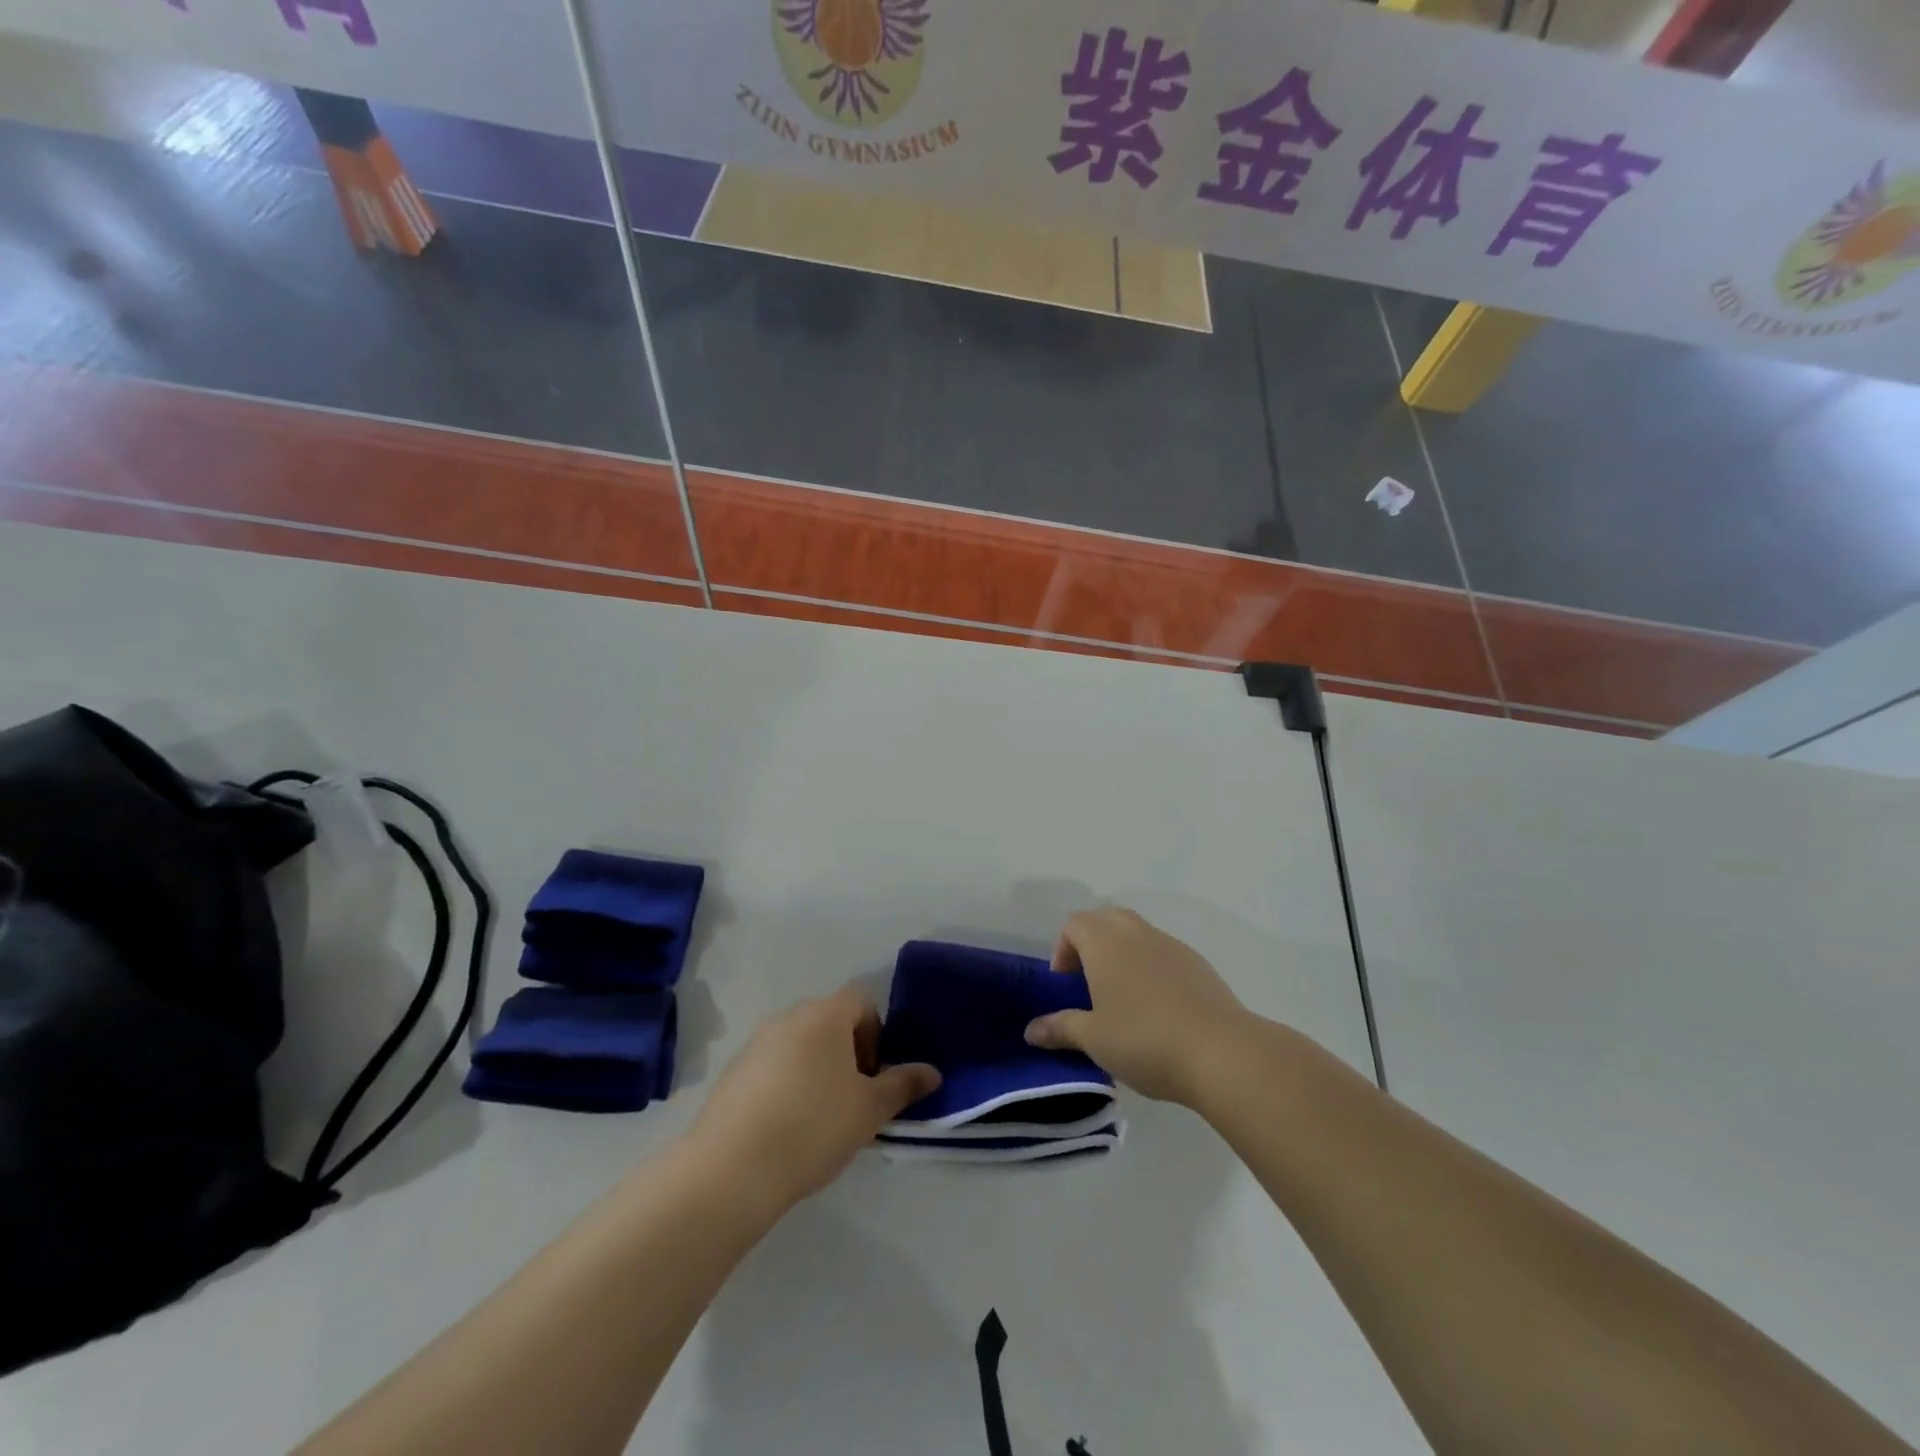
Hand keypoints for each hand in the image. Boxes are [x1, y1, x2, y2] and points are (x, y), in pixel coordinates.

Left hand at [691, 986, 939, 1211]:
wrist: (731, 1169)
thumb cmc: (813, 1127)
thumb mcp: (869, 1110)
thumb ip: (903, 1085)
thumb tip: (932, 1072)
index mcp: (825, 1015)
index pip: (861, 1000)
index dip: (876, 1032)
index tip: (874, 1075)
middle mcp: (788, 1017)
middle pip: (830, 1020)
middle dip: (848, 1052)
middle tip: (853, 1098)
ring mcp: (755, 1043)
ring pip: (800, 1044)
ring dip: (816, 1068)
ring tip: (820, 1117)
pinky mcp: (732, 1072)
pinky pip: (772, 1066)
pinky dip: (786, 1084)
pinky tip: (786, 1127)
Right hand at [1024, 907, 1249, 1105]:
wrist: (1222, 1052)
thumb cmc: (1144, 1039)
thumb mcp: (1093, 1039)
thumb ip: (1060, 1028)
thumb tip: (1031, 1030)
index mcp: (1105, 942)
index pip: (1073, 924)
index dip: (1062, 950)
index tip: (1066, 987)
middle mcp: (1136, 932)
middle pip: (1106, 920)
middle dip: (1092, 946)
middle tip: (1090, 987)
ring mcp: (1171, 945)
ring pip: (1137, 935)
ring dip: (1123, 957)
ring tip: (1124, 1002)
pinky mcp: (1198, 964)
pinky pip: (1163, 954)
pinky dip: (1152, 970)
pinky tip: (1159, 1011)